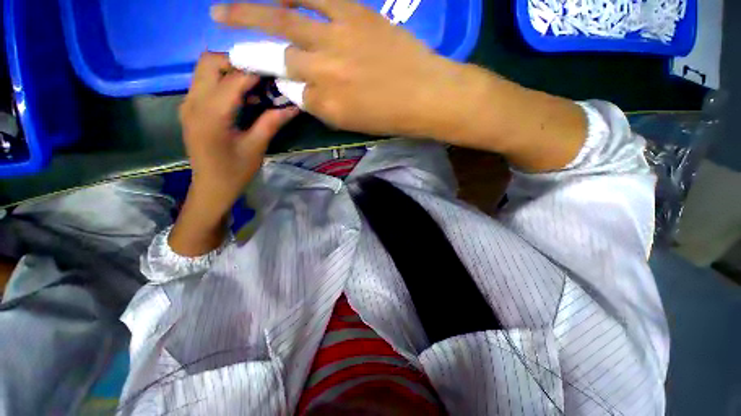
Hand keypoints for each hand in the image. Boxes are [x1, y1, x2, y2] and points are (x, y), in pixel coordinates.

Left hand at [180, 53, 297, 214]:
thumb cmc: (235, 171)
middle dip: (237, 64)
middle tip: (262, 79)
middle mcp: (193, 102)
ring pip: (205, 69)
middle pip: (210, 61)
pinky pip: (205, 83)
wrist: (211, 187)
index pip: (233, 78)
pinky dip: (224, 82)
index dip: (256, 72)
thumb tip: (293, 107)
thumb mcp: (256, 147)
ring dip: (230, 71)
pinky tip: (242, 99)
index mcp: (211, 114)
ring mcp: (188, 104)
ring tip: (255, 89)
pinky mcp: (190, 108)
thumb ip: (271, 122)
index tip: (276, 74)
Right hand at [211, 0, 464, 138]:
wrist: (426, 95)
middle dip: (248, 54)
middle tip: (224, 48)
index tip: (273, 81)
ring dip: (248, 14)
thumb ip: (324, 108)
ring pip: (284, 23)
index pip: (292, 94)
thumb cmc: (392, 117)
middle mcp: (323, 74)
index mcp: (326, 107)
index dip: (282, 87)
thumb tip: (301, 90)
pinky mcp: (353, 14)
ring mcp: (336, 40)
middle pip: (278, 60)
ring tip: (222, 11)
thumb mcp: (354, 124)